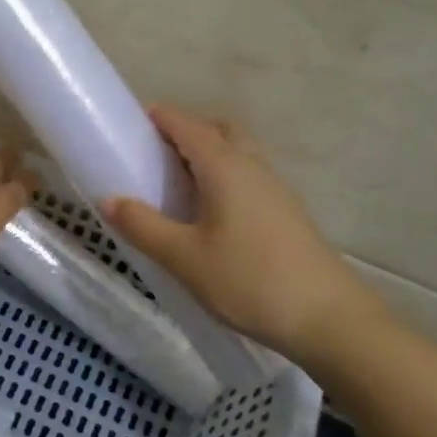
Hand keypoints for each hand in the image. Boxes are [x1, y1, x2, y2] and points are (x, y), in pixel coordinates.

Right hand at [102, 104, 379, 365]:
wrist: (328, 319)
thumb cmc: (249, 280)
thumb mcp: (184, 257)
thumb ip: (143, 226)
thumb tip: (108, 199)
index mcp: (226, 167)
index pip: (187, 125)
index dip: (159, 117)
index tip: (130, 122)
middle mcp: (253, 168)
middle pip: (219, 130)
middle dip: (186, 131)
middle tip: (154, 154)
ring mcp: (275, 190)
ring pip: (237, 154)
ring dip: (206, 155)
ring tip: (175, 185)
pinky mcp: (285, 214)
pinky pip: (247, 178)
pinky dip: (222, 178)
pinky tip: (207, 214)